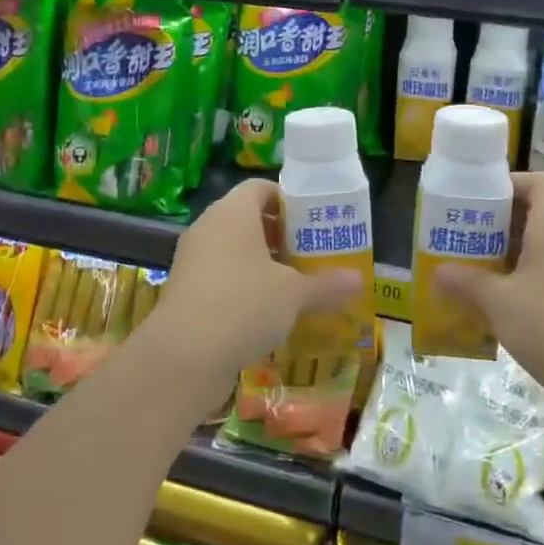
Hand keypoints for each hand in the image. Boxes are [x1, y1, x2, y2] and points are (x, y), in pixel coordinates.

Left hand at [147, 178, 360, 399]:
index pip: (260, 188)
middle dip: (279, 235)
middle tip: (309, 254)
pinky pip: (220, 276)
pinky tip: (267, 314)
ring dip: (262, 264)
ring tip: (294, 285)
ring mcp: (193, 259)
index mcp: (233, 212)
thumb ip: (326, 285)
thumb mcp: (293, 294)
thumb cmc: (244, 305)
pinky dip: (243, 287)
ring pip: (233, 250)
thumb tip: (359, 281)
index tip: (312, 222)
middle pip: (247, 219)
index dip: (287, 200)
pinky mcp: (185, 291)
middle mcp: (209, 227)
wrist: (184, 356)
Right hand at [435, 172, 543, 436]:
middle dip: (503, 226)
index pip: (540, 182)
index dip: (509, 185)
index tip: (477, 201)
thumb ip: (467, 283)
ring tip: (479, 274)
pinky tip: (504, 309)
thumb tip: (440, 273)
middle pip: (541, 215)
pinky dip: (531, 284)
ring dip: (515, 258)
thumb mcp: (498, 302)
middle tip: (468, 239)